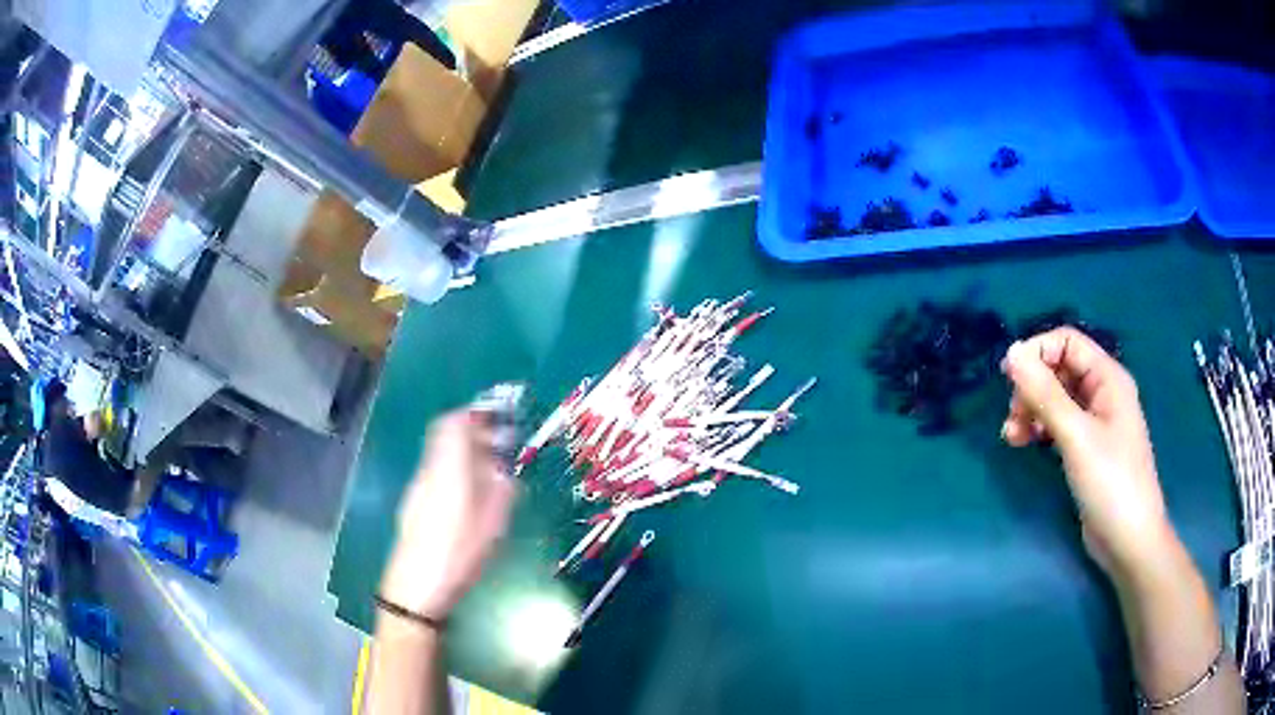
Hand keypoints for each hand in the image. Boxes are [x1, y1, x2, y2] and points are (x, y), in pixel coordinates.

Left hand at [379, 410, 516, 619]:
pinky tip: (471, 495)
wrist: (415, 587)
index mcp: (448, 470)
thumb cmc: (457, 555)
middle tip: (499, 443)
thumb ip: (500, 492)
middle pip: (444, 436)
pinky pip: (436, 473)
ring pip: (440, 455)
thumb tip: (504, 470)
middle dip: (472, 433)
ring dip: (463, 453)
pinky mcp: (414, 504)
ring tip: (490, 470)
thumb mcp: (491, 525)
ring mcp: (418, 487)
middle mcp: (429, 471)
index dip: (474, 415)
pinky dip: (455, 471)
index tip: (498, 418)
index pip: (453, 423)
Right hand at [1000, 327, 1177, 579]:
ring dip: (1031, 410)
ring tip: (1011, 436)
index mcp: (1108, 378)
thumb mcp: (1076, 435)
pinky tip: (1023, 443)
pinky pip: (1059, 424)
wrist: (1128, 540)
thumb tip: (1011, 353)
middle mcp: (1102, 392)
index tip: (1008, 378)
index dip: (1037, 352)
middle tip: (1012, 416)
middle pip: (1060, 370)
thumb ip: (1045, 394)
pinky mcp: (1087, 448)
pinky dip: (1039, 429)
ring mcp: (1095, 422)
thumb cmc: (1110, 482)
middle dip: (1032, 387)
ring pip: (1056, 399)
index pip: (1067, 342)